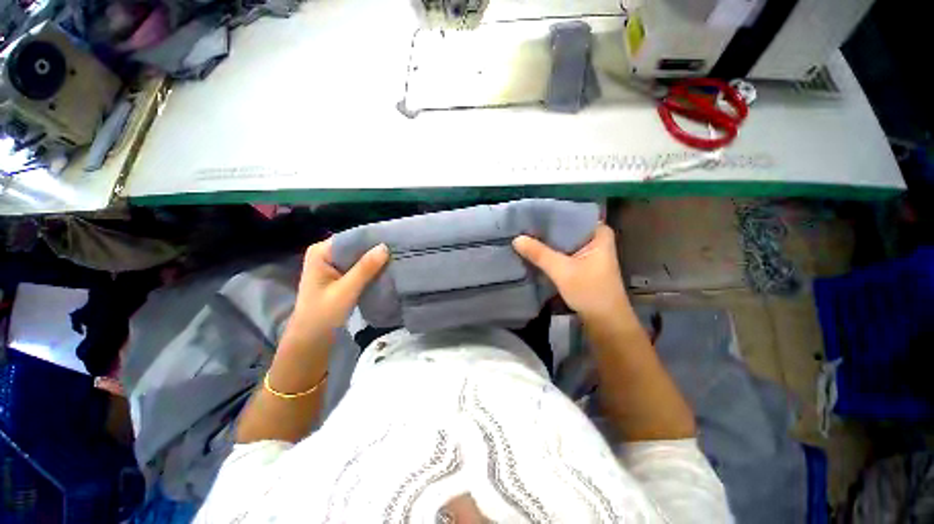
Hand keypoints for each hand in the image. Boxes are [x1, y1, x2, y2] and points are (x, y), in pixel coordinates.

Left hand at [282, 238, 389, 348]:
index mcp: (321, 252)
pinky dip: (371, 269)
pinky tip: (386, 269)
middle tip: (399, 251)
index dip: (372, 239)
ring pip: (359, 257)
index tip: (394, 241)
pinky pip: (359, 267)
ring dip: (374, 260)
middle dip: (375, 250)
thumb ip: (365, 268)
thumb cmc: (323, 314)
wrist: (311, 339)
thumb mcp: (346, 290)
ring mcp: (333, 265)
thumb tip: (385, 247)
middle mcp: (326, 254)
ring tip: (396, 258)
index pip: (351, 238)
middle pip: (355, 247)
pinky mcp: (340, 276)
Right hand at [513, 224, 629, 323]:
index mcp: (599, 233)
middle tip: (523, 223)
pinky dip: (550, 252)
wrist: (605, 322)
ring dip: (547, 241)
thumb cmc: (590, 292)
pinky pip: (563, 252)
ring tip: (524, 234)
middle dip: (546, 228)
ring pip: (563, 241)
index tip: (531, 212)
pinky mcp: (581, 264)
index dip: (552, 214)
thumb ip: (539, 253)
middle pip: (566, 228)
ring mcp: (588, 252)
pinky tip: (534, 250)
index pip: (573, 215)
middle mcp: (595, 239)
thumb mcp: (562, 270)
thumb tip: (516, 238)